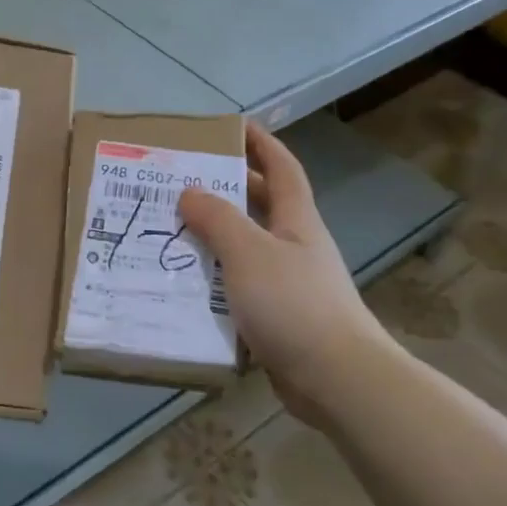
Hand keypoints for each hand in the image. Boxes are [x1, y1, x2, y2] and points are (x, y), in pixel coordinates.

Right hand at [179, 122, 389, 419]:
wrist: (335, 379)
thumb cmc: (294, 304)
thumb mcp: (249, 252)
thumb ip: (217, 219)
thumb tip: (189, 192)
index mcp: (295, 220)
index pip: (281, 168)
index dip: (261, 143)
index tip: (233, 126)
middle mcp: (294, 246)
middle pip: (260, 206)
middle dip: (227, 188)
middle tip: (182, 180)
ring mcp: (288, 283)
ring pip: (245, 248)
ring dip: (213, 237)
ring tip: (170, 229)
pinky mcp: (277, 318)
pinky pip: (239, 287)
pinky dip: (214, 280)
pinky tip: (184, 285)